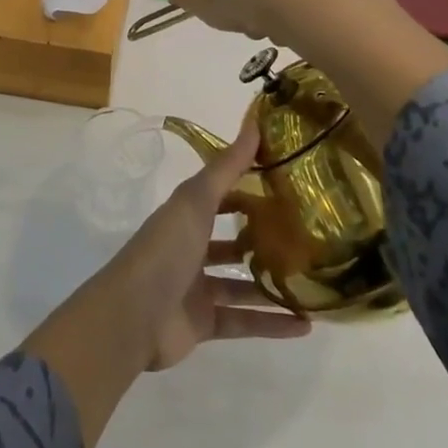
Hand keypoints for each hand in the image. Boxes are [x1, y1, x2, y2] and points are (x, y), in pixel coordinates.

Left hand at [22, 114, 311, 447]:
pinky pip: (244, 321)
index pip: (217, 198)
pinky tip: (306, 324)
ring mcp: (195, 289)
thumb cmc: (164, 250)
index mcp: (183, 218)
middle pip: (229, 242)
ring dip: (273, 284)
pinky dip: (272, 323)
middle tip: (306, 237)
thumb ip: (226, 168)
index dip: (246, 190)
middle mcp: (188, 250)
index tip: (286, 185)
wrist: (133, 316)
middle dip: (262, 240)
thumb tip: (254, 123)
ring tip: (315, 281)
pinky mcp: (203, 324)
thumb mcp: (195, 202)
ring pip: (241, 284)